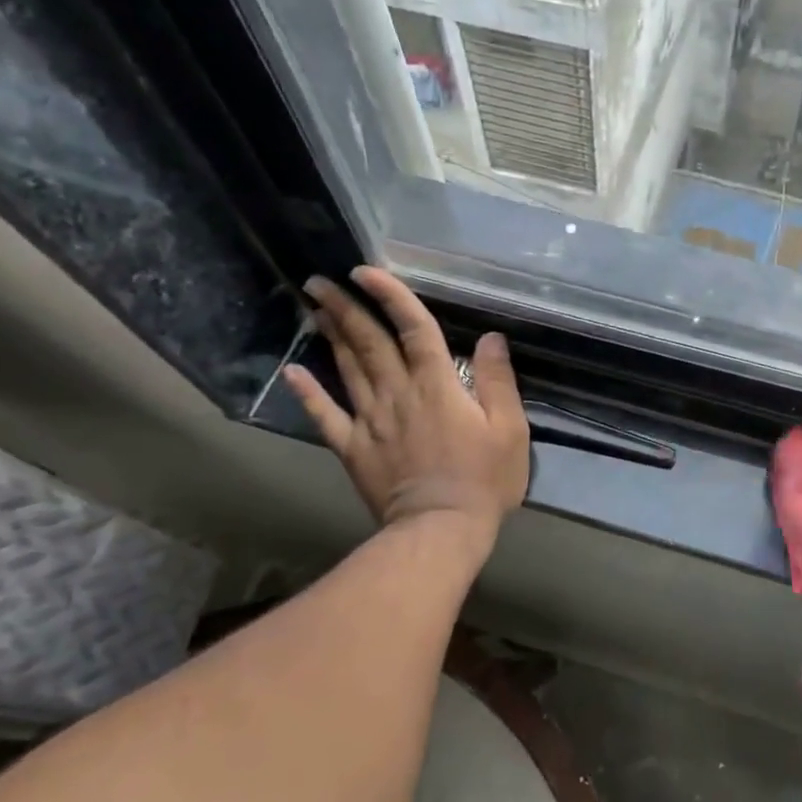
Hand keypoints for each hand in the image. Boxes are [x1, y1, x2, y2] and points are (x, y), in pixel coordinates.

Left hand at [283, 268, 529, 541]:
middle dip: (346, 307)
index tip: (367, 271)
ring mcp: (370, 420)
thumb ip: (498, 380)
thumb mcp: (509, 428)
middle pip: (369, 341)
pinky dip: (307, 393)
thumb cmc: (484, 479)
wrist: (441, 529)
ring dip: (330, 334)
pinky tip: (292, 372)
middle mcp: (398, 393)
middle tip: (321, 280)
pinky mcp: (353, 448)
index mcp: (438, 385)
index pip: (413, 328)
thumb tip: (490, 337)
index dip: (391, 296)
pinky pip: (325, 416)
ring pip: (347, 368)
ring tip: (314, 306)